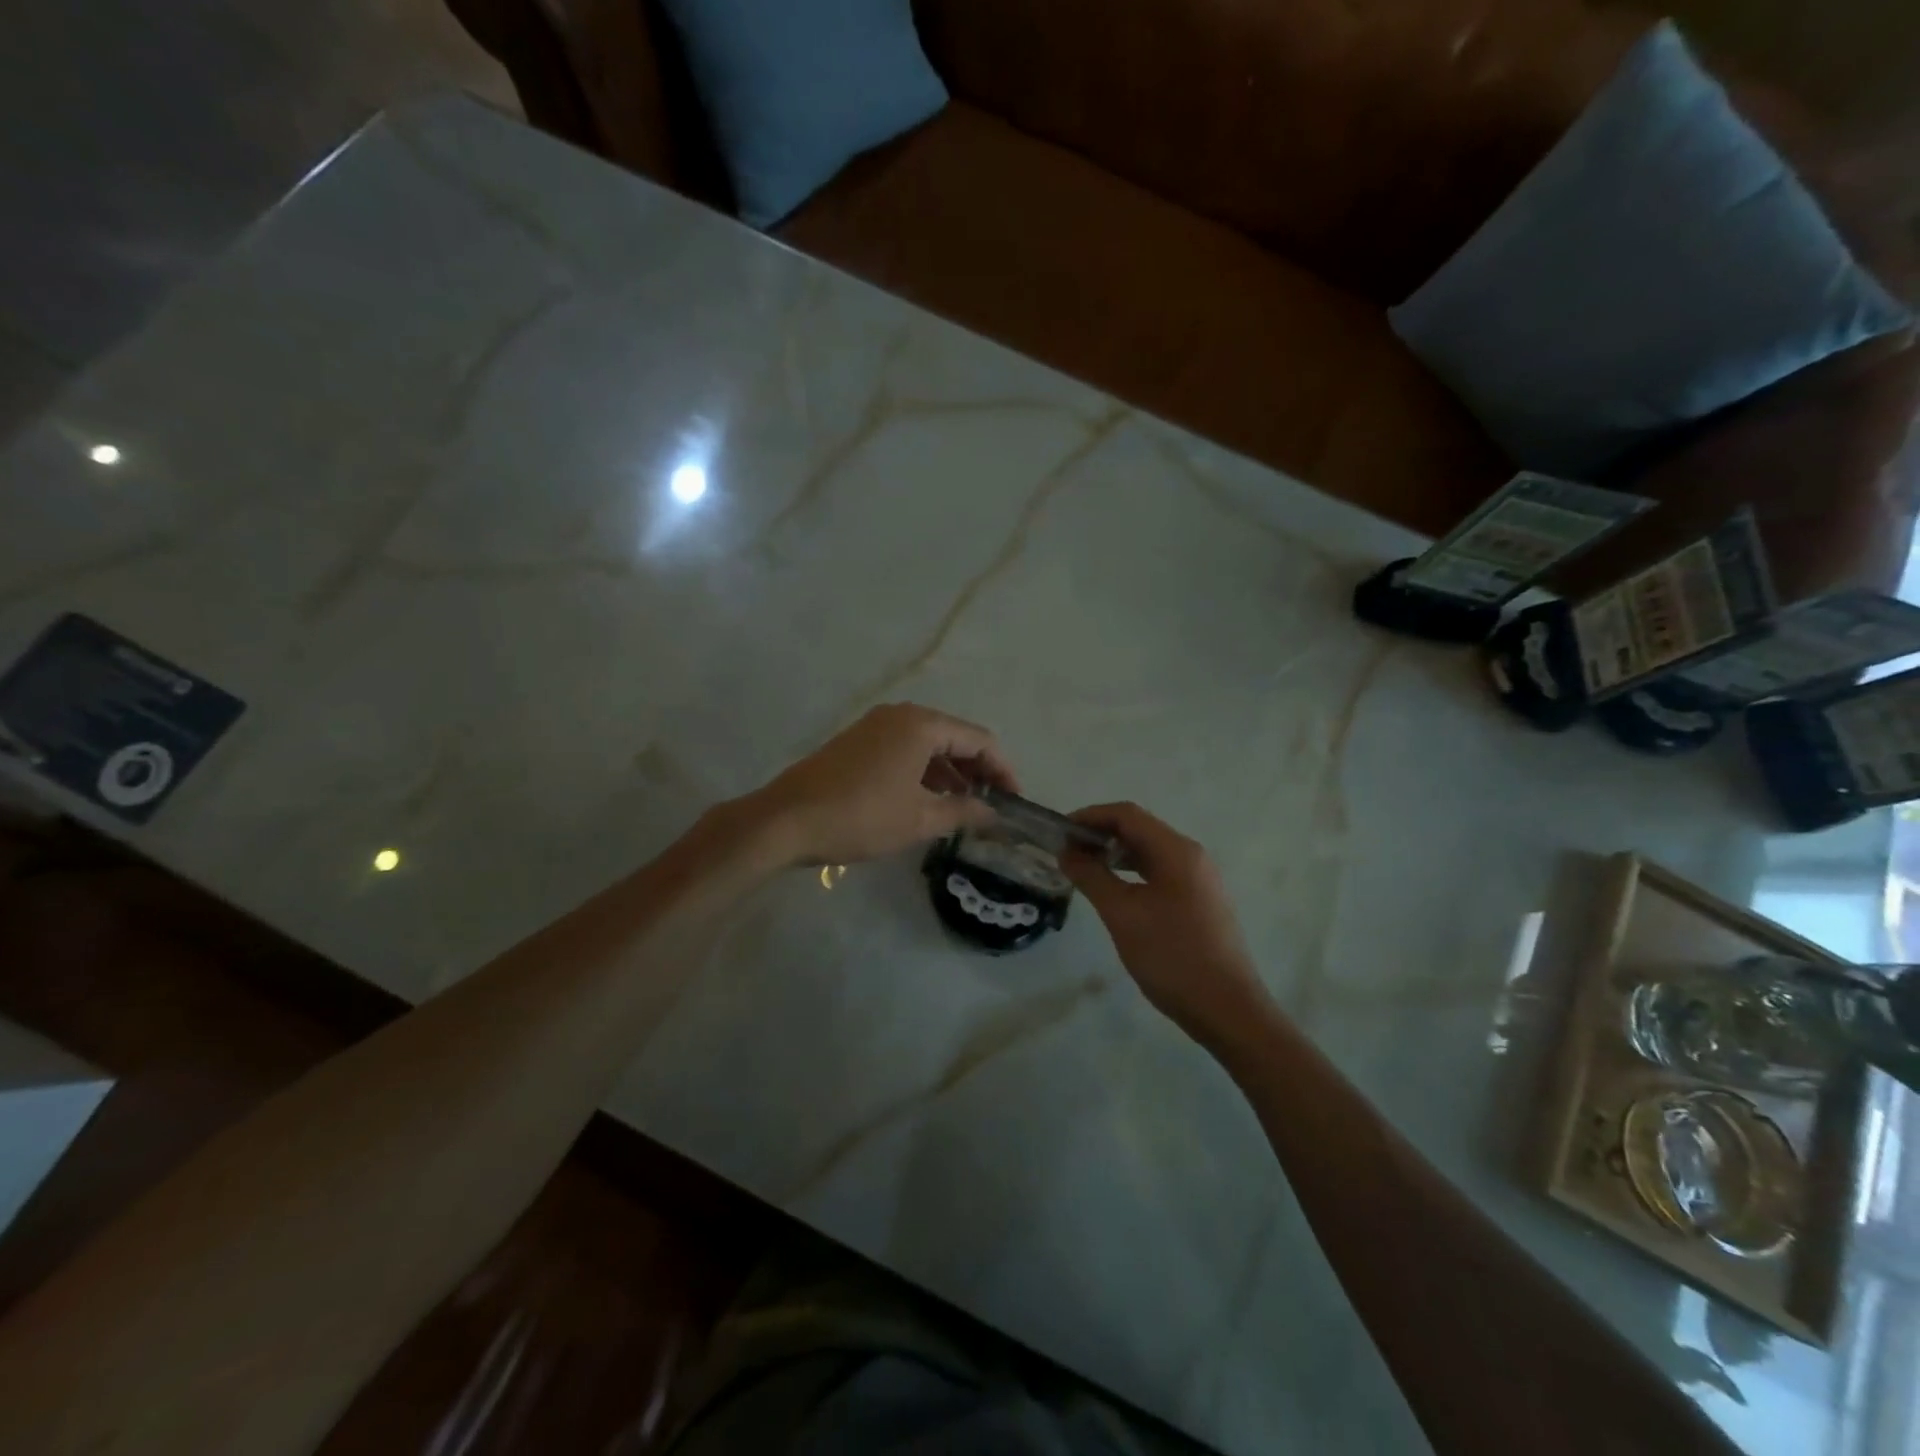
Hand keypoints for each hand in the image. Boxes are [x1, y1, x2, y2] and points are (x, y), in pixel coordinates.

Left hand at [747, 703, 1019, 866]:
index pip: (979, 739)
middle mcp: (900, 716)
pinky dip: (923, 771)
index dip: (1003, 770)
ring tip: (964, 808)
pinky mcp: (857, 742)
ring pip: (928, 744)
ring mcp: (875, 727)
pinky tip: (927, 800)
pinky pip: (904, 750)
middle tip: (992, 805)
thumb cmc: (861, 817)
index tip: (1014, 801)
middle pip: (954, 737)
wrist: (786, 820)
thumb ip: (963, 812)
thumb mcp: (919, 820)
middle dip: (977, 770)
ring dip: (950, 773)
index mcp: (921, 725)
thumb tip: (993, 813)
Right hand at [1060, 803, 1272, 1046]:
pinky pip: (1161, 873)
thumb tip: (1067, 852)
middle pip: (1140, 830)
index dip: (1090, 816)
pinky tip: (1115, 893)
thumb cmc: (1171, 956)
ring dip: (1116, 855)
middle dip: (1101, 835)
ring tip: (1085, 871)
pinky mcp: (1201, 901)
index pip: (1127, 814)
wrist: (1227, 1009)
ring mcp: (1200, 879)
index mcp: (1176, 851)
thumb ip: (1091, 877)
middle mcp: (1192, 856)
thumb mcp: (1122, 914)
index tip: (1060, 833)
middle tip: (1067, 854)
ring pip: (1151, 852)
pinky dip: (1133, 874)